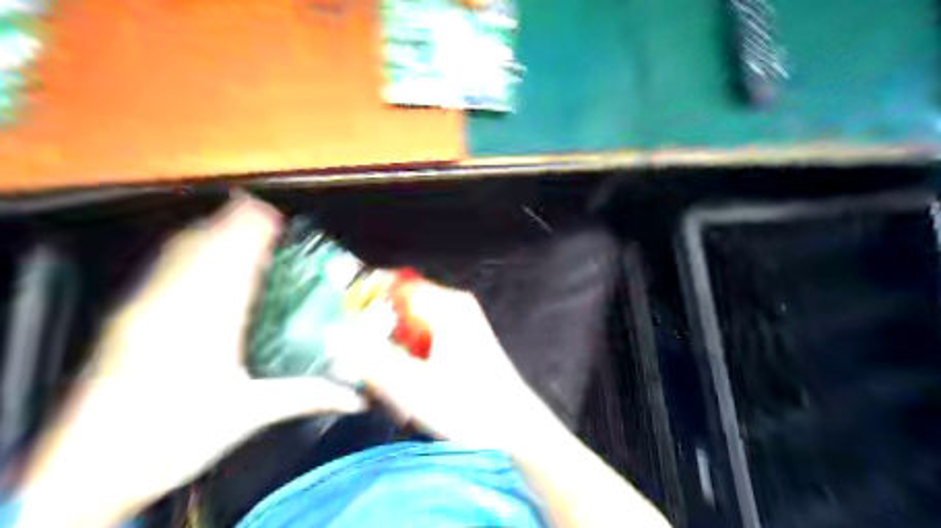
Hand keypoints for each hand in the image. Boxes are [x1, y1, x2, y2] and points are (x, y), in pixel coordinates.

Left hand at [18, 196, 362, 526]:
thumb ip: (306, 396)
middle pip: (204, 249)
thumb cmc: (173, 437)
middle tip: (258, 209)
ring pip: (179, 256)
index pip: (235, 265)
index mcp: (209, 324)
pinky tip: (193, 251)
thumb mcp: (248, 415)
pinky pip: (161, 270)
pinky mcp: (126, 320)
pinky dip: (185, 251)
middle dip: (231, 224)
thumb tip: (355, 398)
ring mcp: (144, 311)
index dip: (252, 235)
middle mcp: (174, 307)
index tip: (271, 215)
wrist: (84, 471)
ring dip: (208, 232)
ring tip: (232, 219)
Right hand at [362, 282, 557, 450]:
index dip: (365, 298)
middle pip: (400, 307)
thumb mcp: (413, 386)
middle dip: (378, 334)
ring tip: (392, 386)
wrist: (516, 430)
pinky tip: (411, 389)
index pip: (394, 284)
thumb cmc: (468, 406)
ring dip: (394, 352)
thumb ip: (371, 359)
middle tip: (368, 367)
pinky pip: (424, 340)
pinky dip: (411, 360)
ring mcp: (461, 323)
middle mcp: (454, 306)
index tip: (343, 322)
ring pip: (410, 327)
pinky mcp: (463, 341)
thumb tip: (336, 335)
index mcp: (445, 305)